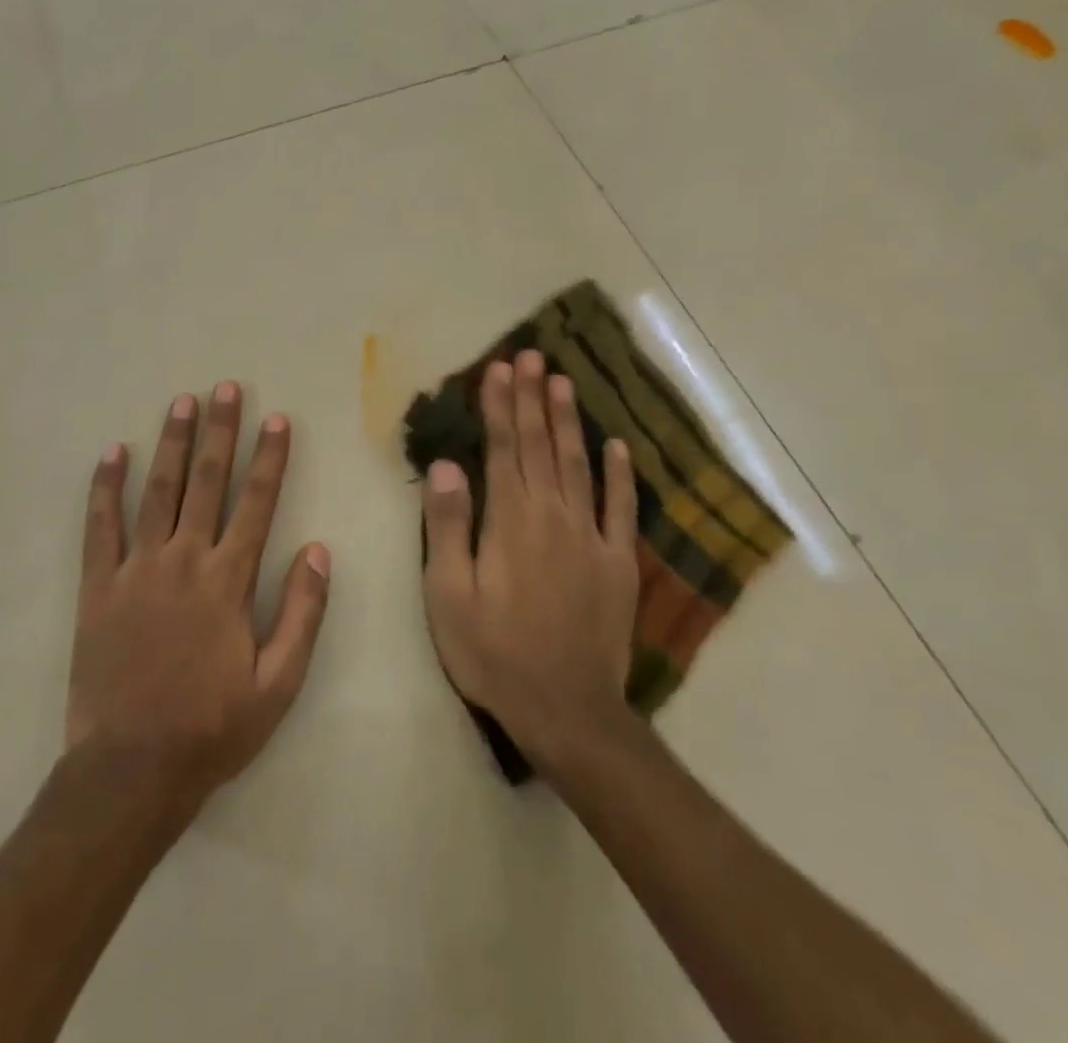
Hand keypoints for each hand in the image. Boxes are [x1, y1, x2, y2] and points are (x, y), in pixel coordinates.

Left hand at [68, 382, 331, 819]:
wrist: (131, 770)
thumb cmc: (212, 727)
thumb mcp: (278, 683)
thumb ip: (302, 613)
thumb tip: (320, 551)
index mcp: (228, 580)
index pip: (257, 503)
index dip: (269, 458)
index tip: (277, 419)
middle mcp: (184, 560)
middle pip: (206, 481)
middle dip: (219, 431)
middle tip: (225, 388)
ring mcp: (137, 569)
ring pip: (157, 491)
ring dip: (171, 443)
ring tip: (181, 402)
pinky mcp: (99, 586)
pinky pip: (101, 526)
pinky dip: (105, 487)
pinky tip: (112, 453)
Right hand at [420, 351, 639, 772]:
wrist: (567, 711)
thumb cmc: (494, 653)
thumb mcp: (449, 594)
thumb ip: (448, 525)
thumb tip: (446, 465)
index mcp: (510, 520)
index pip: (504, 448)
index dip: (500, 405)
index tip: (499, 368)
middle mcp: (553, 516)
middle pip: (542, 445)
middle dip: (532, 398)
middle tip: (530, 356)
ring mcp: (592, 538)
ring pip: (579, 465)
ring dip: (570, 421)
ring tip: (563, 381)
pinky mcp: (619, 564)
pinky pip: (621, 509)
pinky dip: (621, 475)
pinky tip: (619, 447)